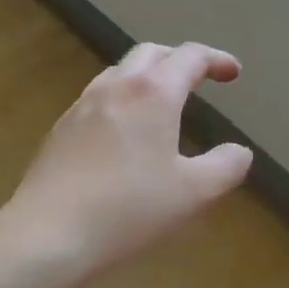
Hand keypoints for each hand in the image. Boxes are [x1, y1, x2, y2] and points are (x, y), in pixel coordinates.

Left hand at [4, 42, 253, 283]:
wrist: (49, 234)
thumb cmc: (130, 209)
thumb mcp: (194, 193)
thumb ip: (226, 167)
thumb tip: (239, 152)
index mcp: (153, 92)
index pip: (190, 57)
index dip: (216, 60)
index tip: (233, 73)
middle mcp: (116, 87)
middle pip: (151, 53)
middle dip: (179, 59)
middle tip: (198, 79)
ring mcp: (82, 105)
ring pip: (119, 72)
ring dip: (147, 76)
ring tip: (161, 102)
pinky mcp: (60, 129)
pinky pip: (98, 98)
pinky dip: (121, 99)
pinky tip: (123, 132)